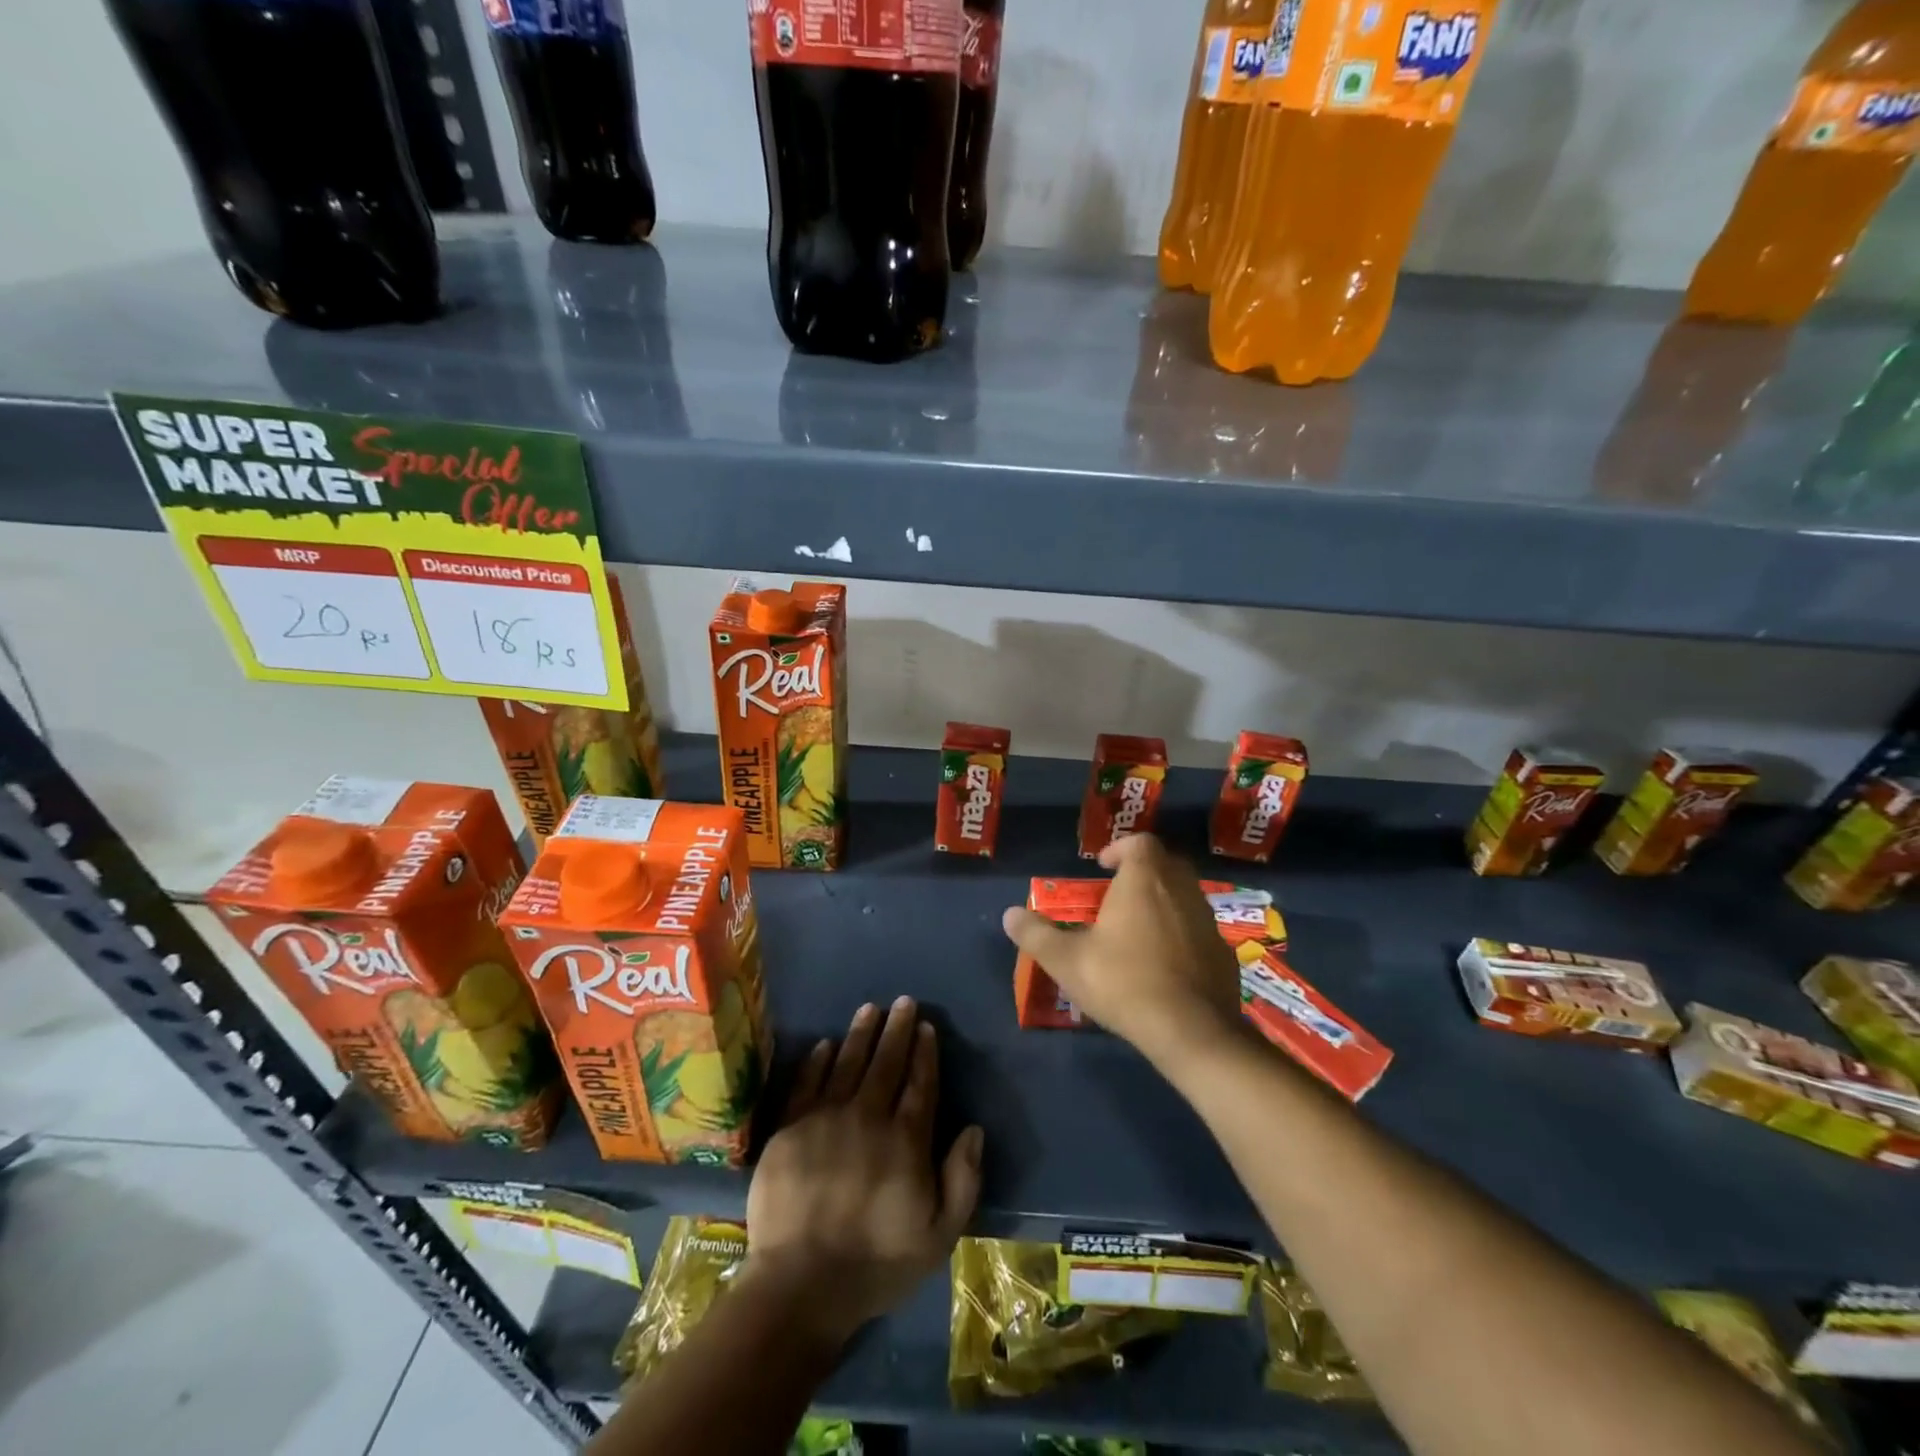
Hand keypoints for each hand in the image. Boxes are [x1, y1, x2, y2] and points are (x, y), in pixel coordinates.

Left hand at [744, 997, 983, 1346]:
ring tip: (870, 1008)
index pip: (921, 1083)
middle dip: (897, 1030)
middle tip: (903, 1002)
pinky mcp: (791, 1128)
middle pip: (886, 1063)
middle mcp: (868, 1117)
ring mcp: (826, 1119)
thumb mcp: (938, 1236)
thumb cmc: (876, 1264)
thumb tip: (973, 1129)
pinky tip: (826, 1044)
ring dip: (861, 1033)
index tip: (927, 1027)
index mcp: (906, 1140)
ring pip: (848, 1063)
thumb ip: (962, 1180)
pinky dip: (818, 1060)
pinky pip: (807, 1082)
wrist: (800, 1284)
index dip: (925, 1053)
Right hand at [1001, 833, 1244, 1067]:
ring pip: (1186, 896)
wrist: (1192, 1031)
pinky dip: (1183, 934)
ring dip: (1164, 902)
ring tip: (1139, 929)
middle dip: (1144, 872)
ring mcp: (1207, 921)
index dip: (1120, 849)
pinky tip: (1166, 963)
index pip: (1140, 843)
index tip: (1103, 867)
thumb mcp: (1067, 960)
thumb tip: (1010, 914)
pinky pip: (1199, 930)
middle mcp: (1181, 890)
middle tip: (1120, 893)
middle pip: (1166, 864)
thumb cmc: (1124, 982)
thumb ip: (1036, 934)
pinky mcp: (1223, 952)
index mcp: (1144, 880)